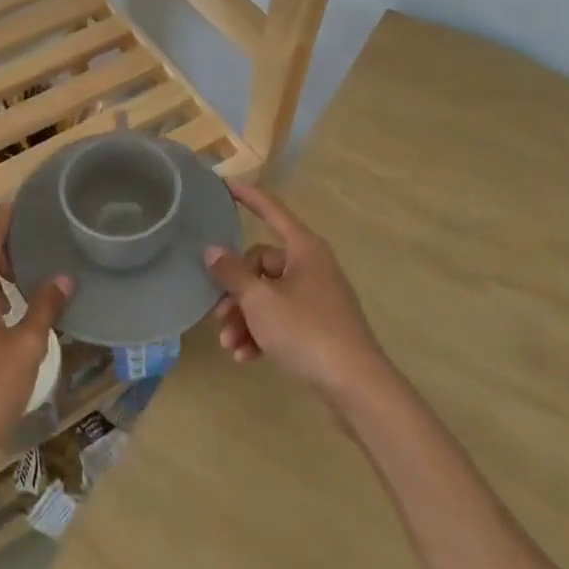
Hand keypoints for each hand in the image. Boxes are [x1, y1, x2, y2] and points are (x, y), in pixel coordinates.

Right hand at [204, 179, 387, 405]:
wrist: (355, 385)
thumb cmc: (306, 331)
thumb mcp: (260, 301)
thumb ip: (232, 273)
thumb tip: (212, 250)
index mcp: (303, 249)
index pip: (271, 210)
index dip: (247, 196)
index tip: (224, 184)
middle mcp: (311, 266)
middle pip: (260, 264)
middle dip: (235, 293)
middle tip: (219, 318)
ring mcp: (316, 296)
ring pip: (267, 296)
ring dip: (244, 319)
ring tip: (230, 345)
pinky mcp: (317, 325)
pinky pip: (280, 318)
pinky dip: (261, 333)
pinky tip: (246, 357)